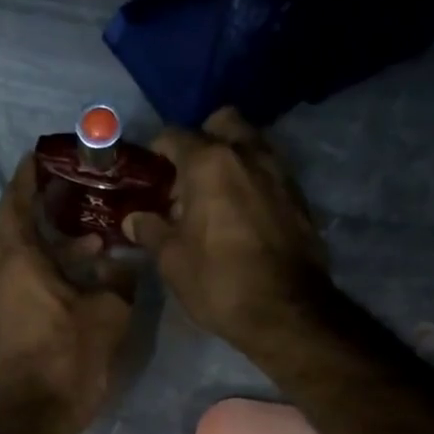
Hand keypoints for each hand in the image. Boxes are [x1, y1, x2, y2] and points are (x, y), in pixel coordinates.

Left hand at [0, 154, 133, 433]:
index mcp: (19, 261)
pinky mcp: (7, 323)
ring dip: (44, 240)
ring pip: (16, 256)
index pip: (16, 204)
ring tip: (86, 235)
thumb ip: (117, 279)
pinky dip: (43, 266)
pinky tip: (77, 273)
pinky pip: (21, 279)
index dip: (28, 177)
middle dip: (32, 204)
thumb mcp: (108, 313)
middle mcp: (0, 275)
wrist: (37, 415)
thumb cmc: (69, 357)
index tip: (41, 156)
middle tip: (64, 190)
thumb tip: (122, 263)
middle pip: (9, 226)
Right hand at [123, 108, 331, 352]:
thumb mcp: (172, 260)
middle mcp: (247, 154)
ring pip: (250, 144)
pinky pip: (269, 172)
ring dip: (230, 159)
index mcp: (209, 163)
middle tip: (187, 179)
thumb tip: (134, 219)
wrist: (285, 309)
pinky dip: (252, 181)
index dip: (156, 152)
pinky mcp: (298, 195)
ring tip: (213, 199)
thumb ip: (151, 231)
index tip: (148, 174)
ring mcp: (279, 171)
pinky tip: (240, 215)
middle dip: (202, 141)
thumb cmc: (218, 281)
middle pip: (221, 123)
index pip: (174, 136)